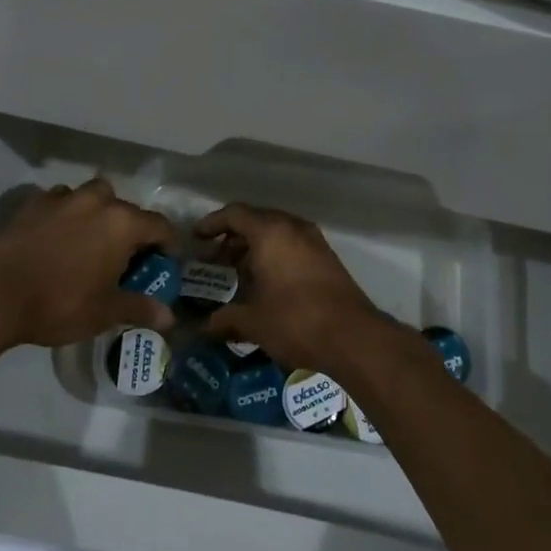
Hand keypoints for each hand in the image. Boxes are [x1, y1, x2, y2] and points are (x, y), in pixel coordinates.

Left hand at [0, 180, 176, 350]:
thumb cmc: (58, 303)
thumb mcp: (104, 312)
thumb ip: (139, 308)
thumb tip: (169, 317)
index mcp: (121, 223)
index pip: (159, 225)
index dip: (167, 244)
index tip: (166, 262)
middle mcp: (96, 201)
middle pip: (125, 207)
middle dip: (130, 228)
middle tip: (125, 257)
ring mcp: (61, 198)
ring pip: (91, 197)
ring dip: (97, 214)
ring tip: (90, 243)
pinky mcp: (31, 204)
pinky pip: (59, 202)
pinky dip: (65, 215)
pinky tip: (57, 238)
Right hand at [193, 204, 385, 373]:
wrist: (353, 337)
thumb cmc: (295, 321)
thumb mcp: (253, 322)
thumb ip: (225, 318)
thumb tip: (203, 326)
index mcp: (270, 232)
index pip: (234, 214)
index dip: (212, 224)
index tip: (196, 239)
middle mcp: (293, 227)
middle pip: (256, 221)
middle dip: (232, 239)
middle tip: (214, 261)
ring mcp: (314, 241)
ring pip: (276, 234)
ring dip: (254, 249)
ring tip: (237, 275)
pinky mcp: (327, 258)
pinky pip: (292, 246)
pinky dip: (274, 256)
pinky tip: (265, 284)